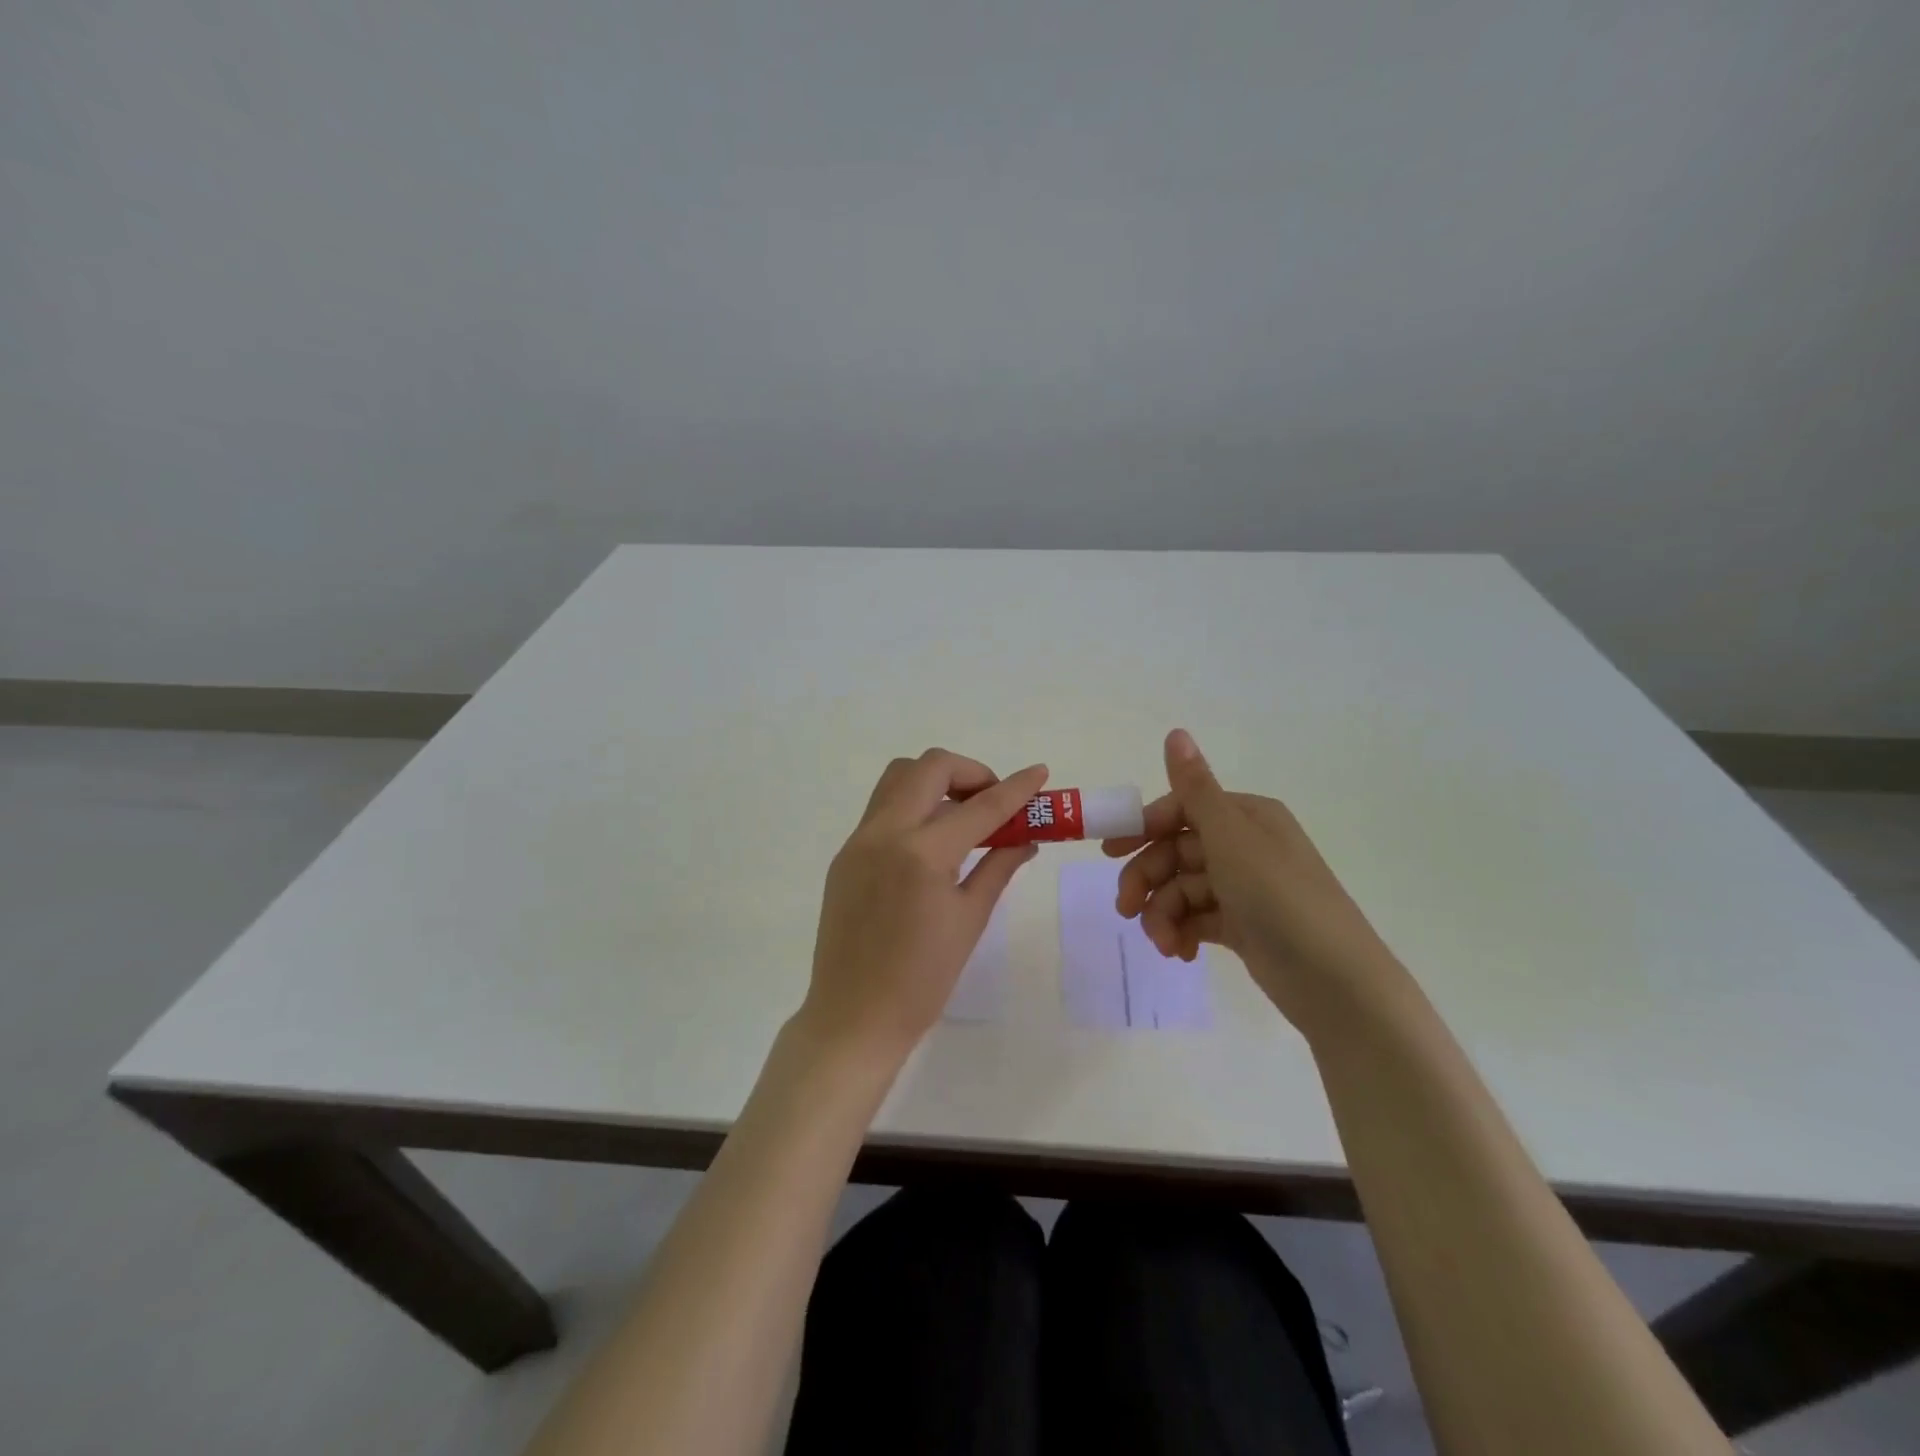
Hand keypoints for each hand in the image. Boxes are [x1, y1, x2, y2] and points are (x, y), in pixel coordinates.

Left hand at [800, 749, 1048, 1065]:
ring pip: (898, 778)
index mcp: (921, 853)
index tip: (1040, 772)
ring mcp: (858, 841)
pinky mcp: (845, 855)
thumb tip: (1026, 839)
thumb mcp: (970, 920)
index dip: (1016, 788)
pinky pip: (882, 809)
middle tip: (993, 802)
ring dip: (935, 782)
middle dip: (970, 772)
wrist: (854, 1017)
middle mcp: (884, 833)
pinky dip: (913, 808)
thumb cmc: (923, 980)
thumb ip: (998, 867)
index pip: (980, 806)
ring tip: (962, 817)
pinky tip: (932, 844)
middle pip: (929, 767)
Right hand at [1103, 729, 1405, 1033]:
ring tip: (1162, 943)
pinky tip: (1179, 952)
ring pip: (1182, 889)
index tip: (1108, 851)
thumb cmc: (1280, 899)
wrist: (1337, 984)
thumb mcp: (1231, 839)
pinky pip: (1197, 919)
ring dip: (1162, 913)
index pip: (1180, 810)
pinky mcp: (1243, 926)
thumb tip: (1175, 731)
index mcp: (1245, 817)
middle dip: (1147, 879)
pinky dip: (1181, 932)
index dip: (1142, 828)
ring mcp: (1244, 888)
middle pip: (1176, 852)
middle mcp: (1244, 846)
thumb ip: (1196, 789)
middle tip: (1126, 908)